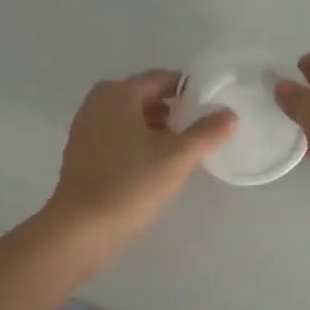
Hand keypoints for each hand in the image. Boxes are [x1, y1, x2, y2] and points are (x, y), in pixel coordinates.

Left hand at [45, 70, 235, 254]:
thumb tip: (230, 114)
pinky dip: (137, 142)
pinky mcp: (81, 153)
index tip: (212, 107)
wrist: (80, 231)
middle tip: (199, 131)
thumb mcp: (177, 156)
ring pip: (131, 118)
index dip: (190, 90)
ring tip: (180, 150)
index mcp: (118, 92)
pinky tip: (153, 166)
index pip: (162, 79)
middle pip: (145, 96)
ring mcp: (85, 127)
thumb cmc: (130, 183)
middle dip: (173, 111)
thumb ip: (207, 132)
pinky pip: (117, 136)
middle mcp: (98, 102)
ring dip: (156, 128)